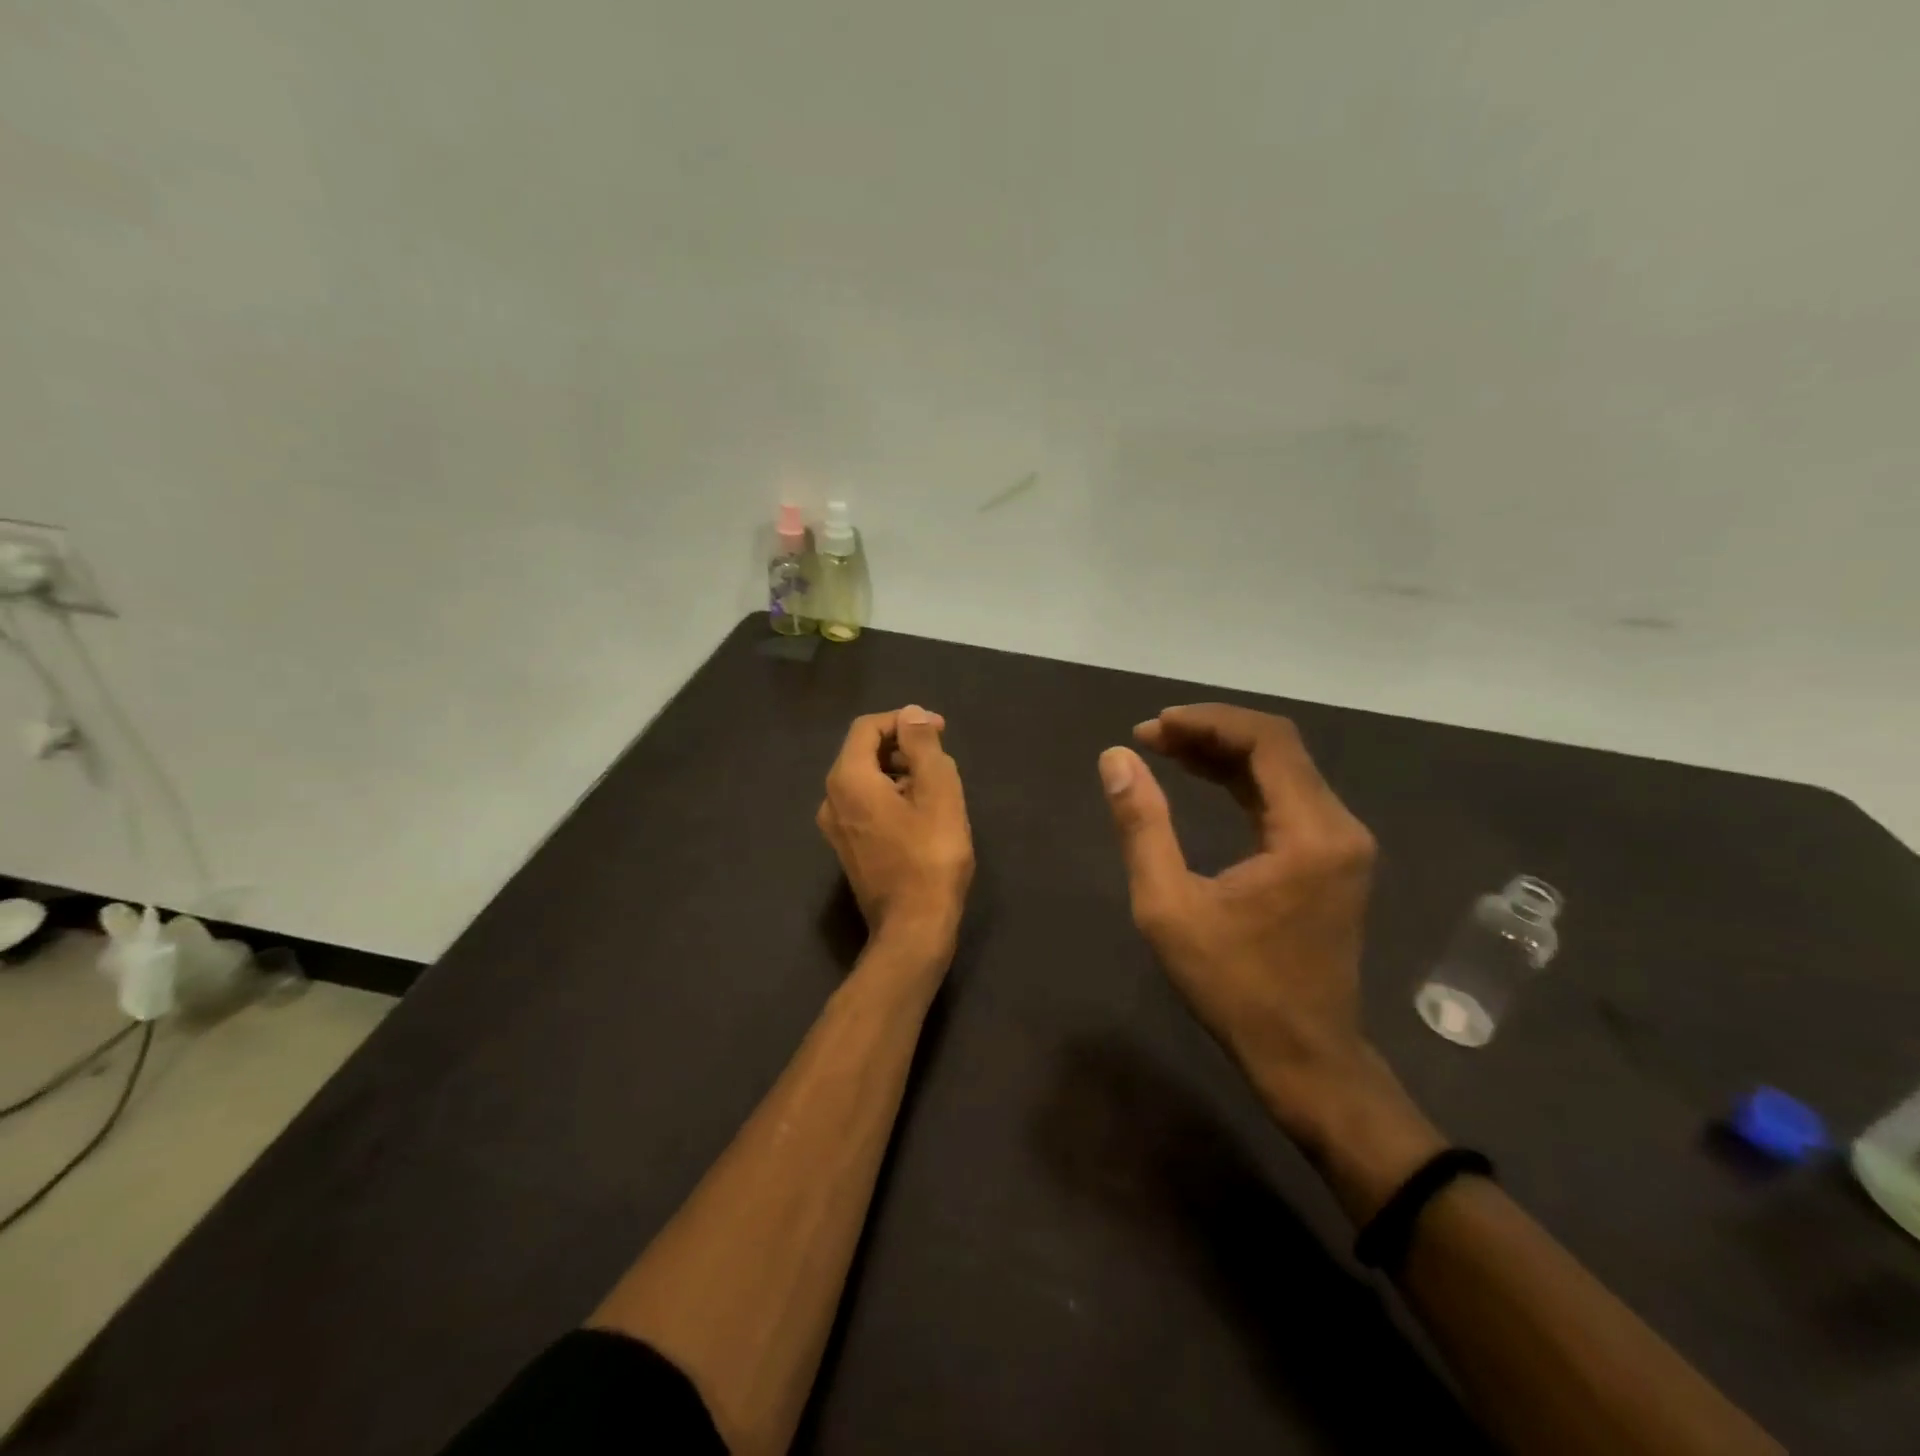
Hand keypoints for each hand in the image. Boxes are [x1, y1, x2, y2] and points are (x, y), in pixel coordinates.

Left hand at [817, 706, 973, 952]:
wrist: (913, 927)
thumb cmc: (931, 856)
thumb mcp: (938, 792)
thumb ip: (923, 745)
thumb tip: (912, 714)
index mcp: (848, 779)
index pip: (867, 727)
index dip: (904, 720)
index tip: (940, 730)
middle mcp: (831, 798)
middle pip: (863, 753)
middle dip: (902, 746)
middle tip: (941, 759)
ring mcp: (835, 827)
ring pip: (865, 780)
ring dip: (899, 773)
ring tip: (936, 788)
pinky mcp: (847, 848)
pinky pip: (864, 805)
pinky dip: (890, 797)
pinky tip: (920, 815)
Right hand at [1098, 704, 1383, 1143]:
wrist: (1303, 1056)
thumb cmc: (1234, 986)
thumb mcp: (1169, 907)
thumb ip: (1142, 826)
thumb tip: (1117, 759)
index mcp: (1310, 833)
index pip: (1268, 741)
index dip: (1208, 722)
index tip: (1154, 727)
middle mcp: (1339, 826)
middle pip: (1278, 748)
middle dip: (1211, 733)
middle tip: (1151, 737)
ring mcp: (1341, 844)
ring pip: (1283, 771)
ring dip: (1224, 754)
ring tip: (1166, 750)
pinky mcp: (1331, 860)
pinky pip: (1287, 799)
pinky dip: (1242, 782)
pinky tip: (1203, 779)